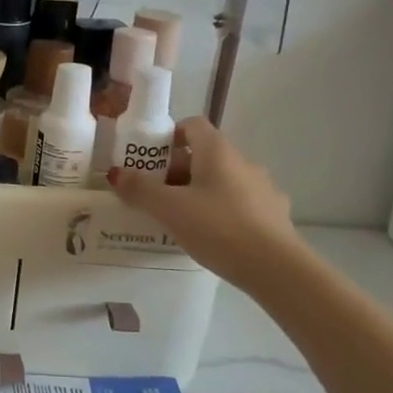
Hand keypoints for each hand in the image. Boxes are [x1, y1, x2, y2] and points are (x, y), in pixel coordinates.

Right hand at [106, 118, 299, 286]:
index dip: (169, 136)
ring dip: (200, 192)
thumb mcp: (169, 209)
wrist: (275, 268)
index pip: (192, 125)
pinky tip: (212, 236)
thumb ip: (140, 189)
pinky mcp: (274, 214)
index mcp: (218, 151)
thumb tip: (117, 173)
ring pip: (223, 181)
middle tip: (155, 195)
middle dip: (177, 170)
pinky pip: (239, 204)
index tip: (149, 160)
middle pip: (205, 155)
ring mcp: (263, 188)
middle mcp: (243, 162)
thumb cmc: (217, 227)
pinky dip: (222, 212)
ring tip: (180, 219)